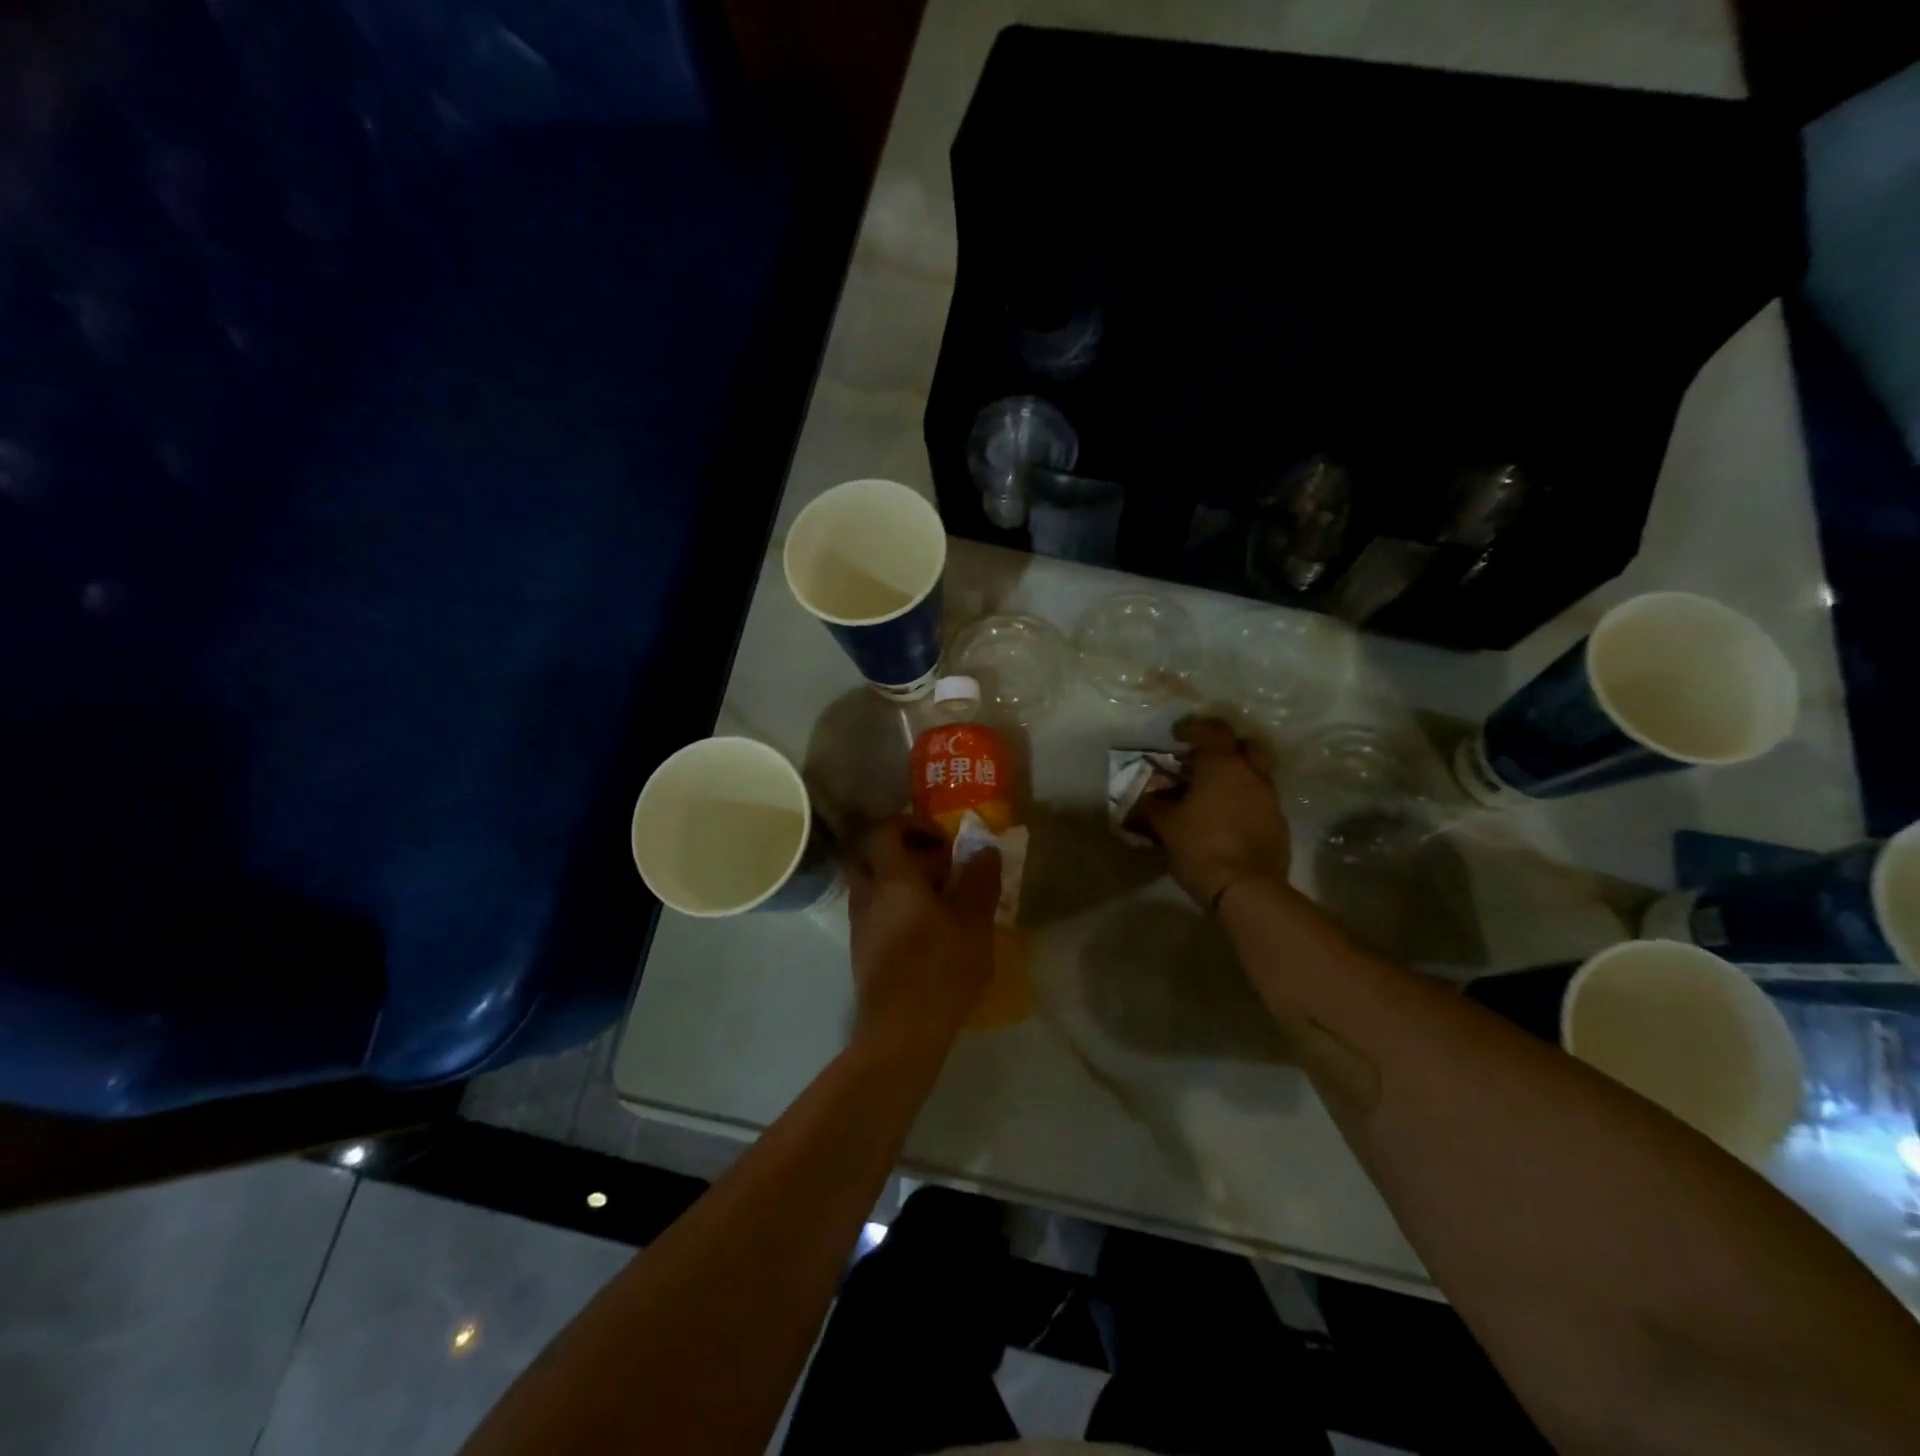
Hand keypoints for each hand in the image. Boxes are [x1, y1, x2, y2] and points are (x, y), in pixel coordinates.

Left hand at [845, 817, 1001, 1052]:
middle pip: (867, 855)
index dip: (912, 825)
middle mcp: (867, 895)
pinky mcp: (862, 952)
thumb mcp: (974, 920)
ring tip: (939, 901)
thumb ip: (980, 879)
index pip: (885, 830)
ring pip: (870, 886)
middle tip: (933, 865)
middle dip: (897, 851)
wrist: (902, 1031)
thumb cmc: (941, 967)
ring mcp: (860, 926)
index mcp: (892, 879)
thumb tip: (984, 849)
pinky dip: (895, 909)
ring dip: (898, 882)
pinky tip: (926, 931)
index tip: (943, 840)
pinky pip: (874, 914)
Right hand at [1138, 717, 1289, 910]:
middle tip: (1204, 760)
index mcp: (1223, 766)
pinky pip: (1260, 800)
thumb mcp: (1166, 825)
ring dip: (1235, 776)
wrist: (1247, 890)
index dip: (1194, 728)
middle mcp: (1252, 775)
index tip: (1177, 736)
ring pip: (1255, 773)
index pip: (1213, 730)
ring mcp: (1270, 800)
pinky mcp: (1278, 824)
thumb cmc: (1202, 847)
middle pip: (1246, 745)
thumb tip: (1144, 799)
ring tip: (1211, 794)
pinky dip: (1243, 800)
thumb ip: (1153, 806)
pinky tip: (1225, 819)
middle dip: (1226, 747)